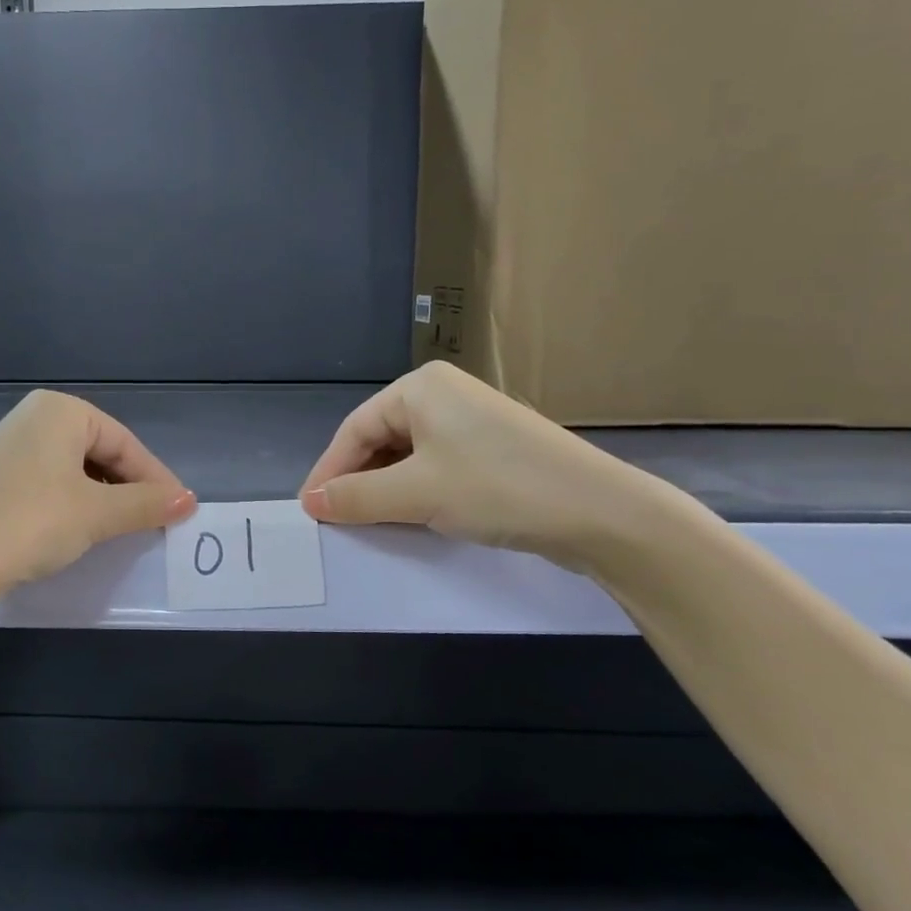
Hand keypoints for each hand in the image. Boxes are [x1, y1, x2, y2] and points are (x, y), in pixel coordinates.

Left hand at [0, 390, 195, 593]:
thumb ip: (146, 503)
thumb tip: (189, 500)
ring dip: (102, 498)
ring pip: (74, 469)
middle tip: (152, 521)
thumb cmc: (32, 522)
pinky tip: (77, 530)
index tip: (179, 511)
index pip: (125, 443)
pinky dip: (71, 503)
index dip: (155, 478)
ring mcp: (8, 446)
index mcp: (61, 410)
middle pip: (99, 452)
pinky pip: (47, 483)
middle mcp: (33, 417)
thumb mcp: (97, 513)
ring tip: (120, 529)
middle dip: (128, 487)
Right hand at [299, 362, 649, 562]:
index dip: (329, 472)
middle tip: (338, 520)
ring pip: (407, 454)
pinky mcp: (491, 447)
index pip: (355, 429)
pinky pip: (435, 464)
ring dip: (386, 489)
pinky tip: (412, 516)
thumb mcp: (416, 494)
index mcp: (420, 387)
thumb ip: (356, 497)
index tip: (310, 511)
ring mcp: (470, 419)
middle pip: (379, 439)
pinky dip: (416, 490)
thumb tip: (309, 501)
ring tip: (370, 523)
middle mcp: (442, 393)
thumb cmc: (497, 488)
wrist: (601, 512)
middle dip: (357, 481)